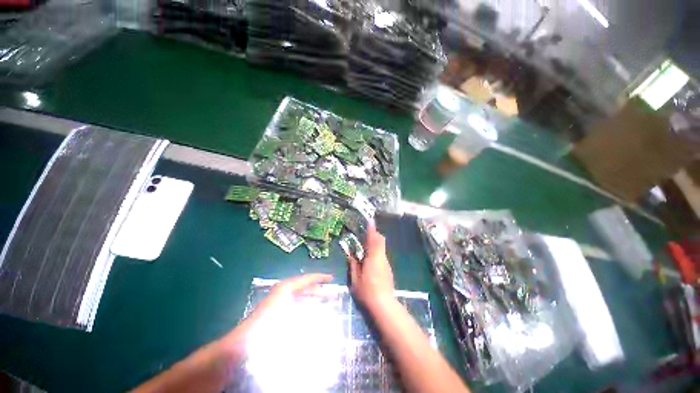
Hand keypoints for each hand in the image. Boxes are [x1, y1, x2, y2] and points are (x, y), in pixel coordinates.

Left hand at [219, 274, 332, 357]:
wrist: (241, 346)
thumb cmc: (266, 329)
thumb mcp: (289, 320)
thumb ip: (306, 316)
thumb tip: (323, 315)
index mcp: (286, 288)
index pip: (307, 279)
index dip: (321, 277)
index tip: (332, 278)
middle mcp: (283, 291)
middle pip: (305, 287)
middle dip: (319, 291)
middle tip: (334, 294)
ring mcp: (279, 301)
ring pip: (301, 297)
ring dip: (313, 299)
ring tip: (326, 303)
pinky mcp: (276, 311)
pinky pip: (295, 305)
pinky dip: (305, 307)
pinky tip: (311, 313)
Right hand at [346, 225, 394, 307]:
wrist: (384, 304)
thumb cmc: (367, 291)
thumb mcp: (355, 279)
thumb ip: (353, 266)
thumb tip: (350, 256)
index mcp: (373, 258)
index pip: (374, 240)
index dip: (372, 230)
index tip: (370, 221)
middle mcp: (382, 258)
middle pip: (381, 241)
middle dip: (374, 235)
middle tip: (366, 233)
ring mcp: (386, 263)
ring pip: (382, 248)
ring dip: (375, 244)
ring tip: (365, 247)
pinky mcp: (388, 269)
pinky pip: (382, 255)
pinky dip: (376, 252)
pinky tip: (370, 260)